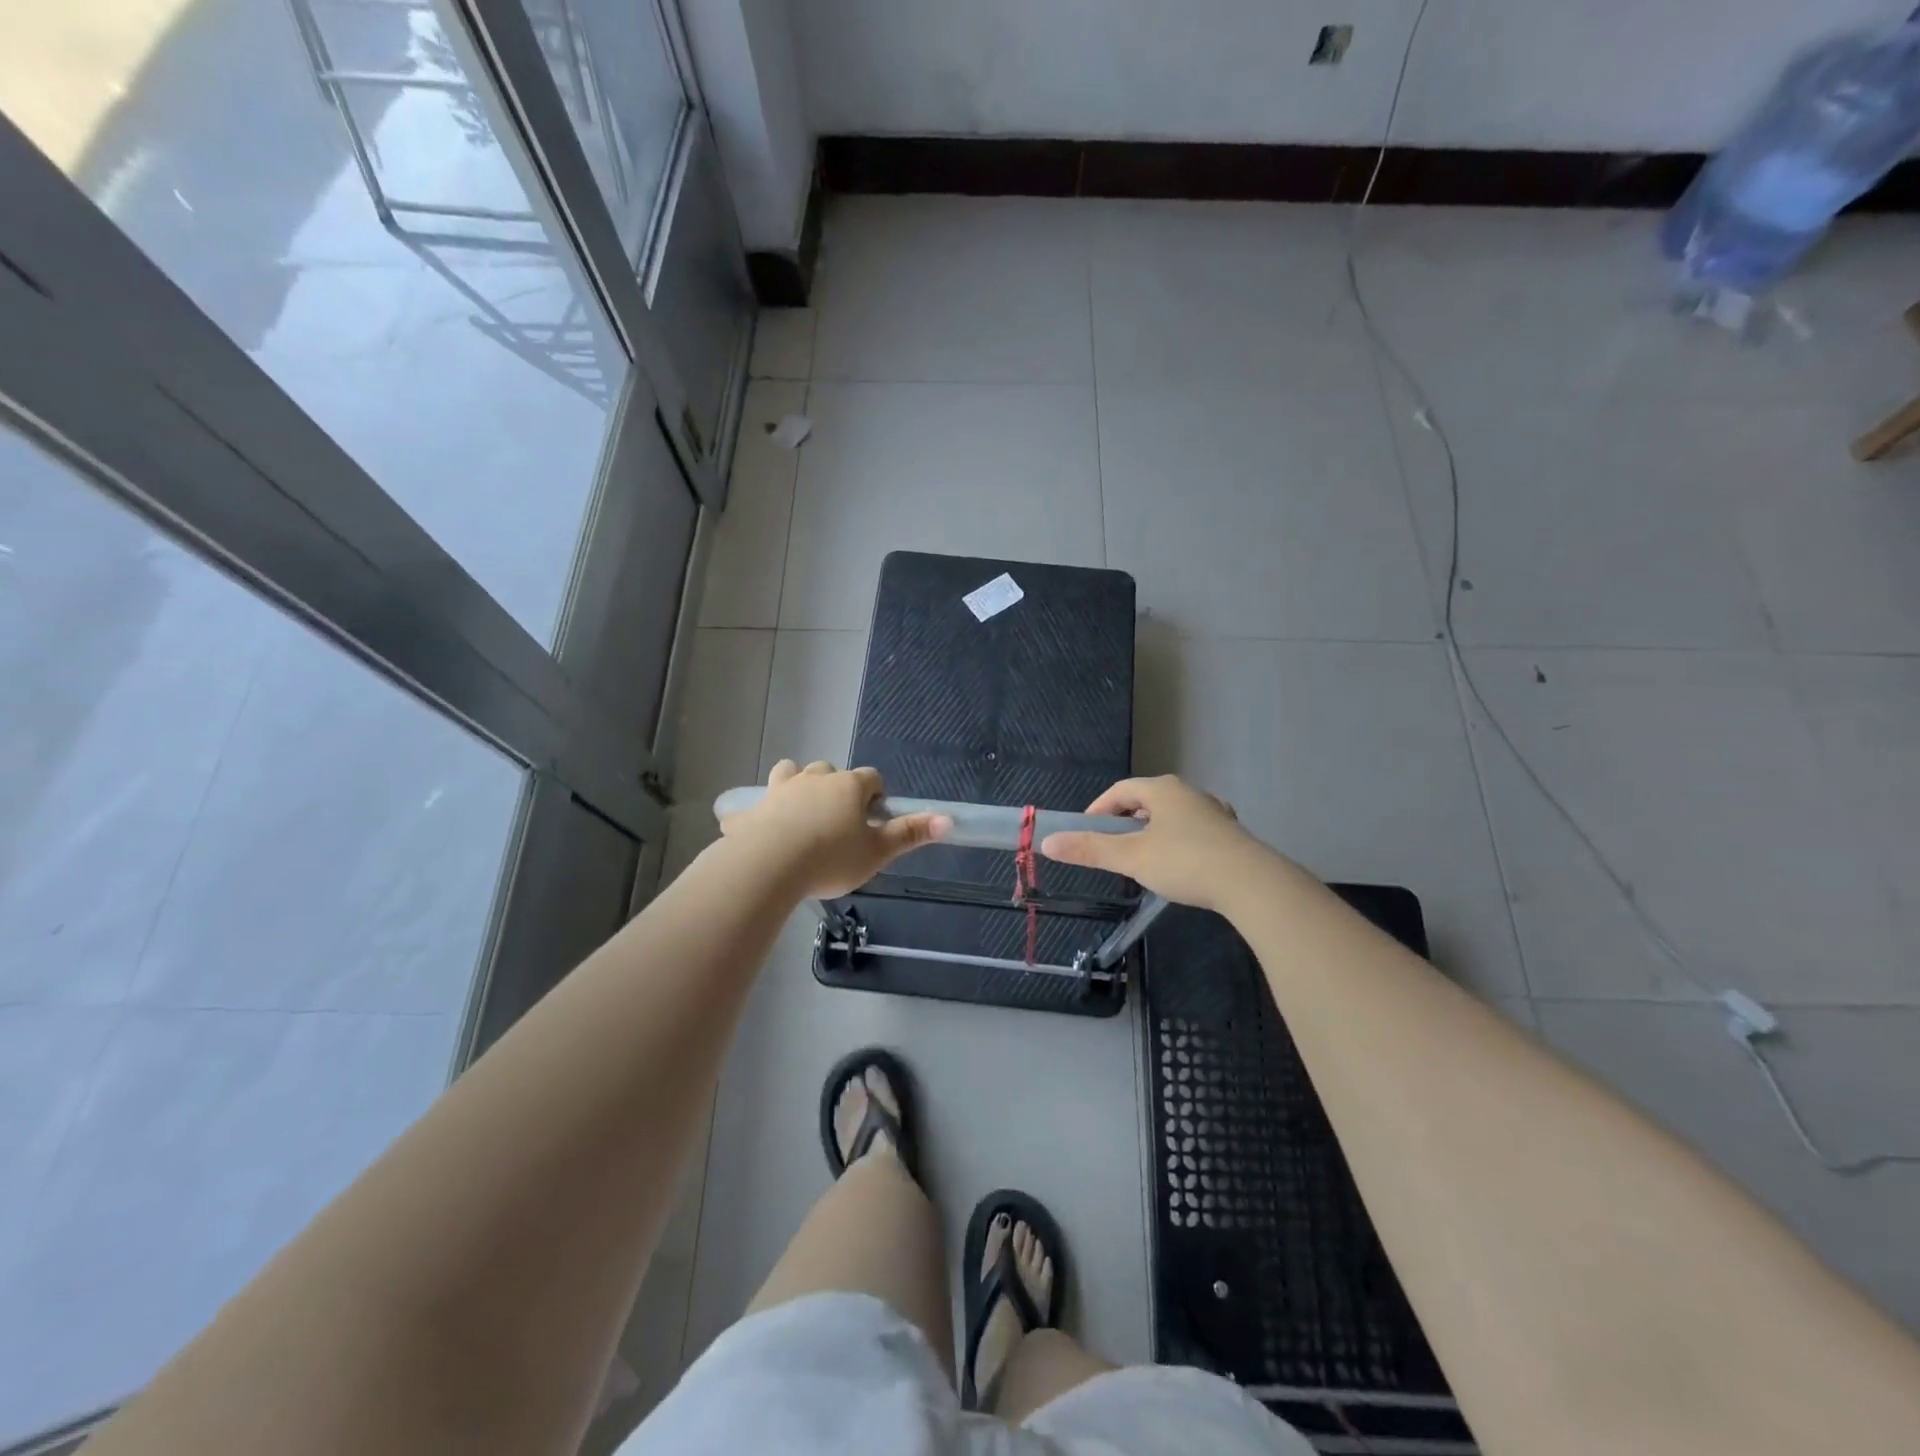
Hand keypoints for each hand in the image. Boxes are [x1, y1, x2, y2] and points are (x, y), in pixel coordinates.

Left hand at [718, 760, 949, 898]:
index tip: (873, 820)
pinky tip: (760, 830)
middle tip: (839, 823)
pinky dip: (760, 813)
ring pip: (791, 773)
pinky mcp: (752, 809)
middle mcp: (815, 778)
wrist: (768, 866)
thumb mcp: (877, 852)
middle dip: (837, 789)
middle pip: (830, 772)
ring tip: (802, 816)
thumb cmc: (831, 858)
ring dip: (798, 786)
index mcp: (849, 786)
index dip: (876, 796)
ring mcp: (780, 790)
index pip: (871, 778)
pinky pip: (756, 804)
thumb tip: (949, 819)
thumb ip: (910, 834)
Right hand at [1039, 775, 1276, 911]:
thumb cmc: (1184, 862)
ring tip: (1142, 856)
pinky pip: (1193, 831)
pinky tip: (1178, 865)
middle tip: (1111, 844)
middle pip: (1148, 799)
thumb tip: (1048, 842)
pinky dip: (1177, 842)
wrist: (1251, 883)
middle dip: (1126, 819)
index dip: (1099, 808)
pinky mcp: (1230, 834)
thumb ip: (1090, 850)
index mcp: (1163, 789)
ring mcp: (1213, 813)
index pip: (1121, 790)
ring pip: (1172, 815)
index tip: (1086, 829)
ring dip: (1153, 831)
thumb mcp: (1131, 857)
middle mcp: (1189, 793)